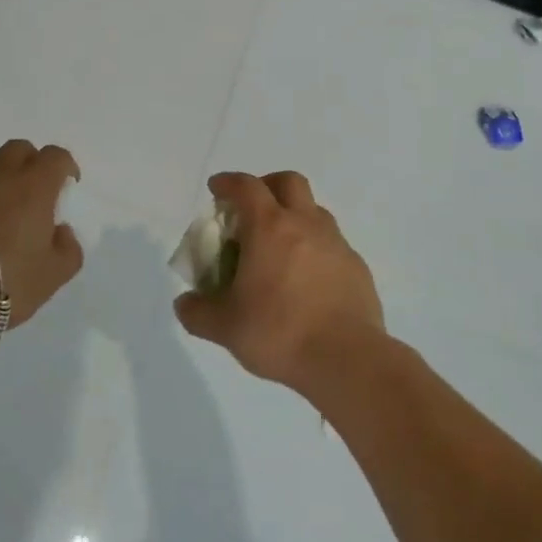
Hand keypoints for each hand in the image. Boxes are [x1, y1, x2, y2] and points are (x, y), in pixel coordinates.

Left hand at [0, 139, 83, 349]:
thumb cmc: (1, 280)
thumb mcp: (50, 277)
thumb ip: (67, 251)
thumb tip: (62, 232)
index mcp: (34, 186)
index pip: (56, 157)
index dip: (64, 167)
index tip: (67, 184)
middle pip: (19, 150)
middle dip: (29, 164)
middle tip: (30, 195)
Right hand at [173, 171, 384, 394]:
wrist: (346, 359)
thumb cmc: (279, 333)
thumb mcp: (225, 328)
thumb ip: (198, 312)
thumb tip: (184, 303)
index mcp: (269, 227)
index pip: (246, 187)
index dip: (228, 183)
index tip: (217, 189)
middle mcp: (305, 223)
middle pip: (288, 181)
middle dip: (267, 185)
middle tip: (252, 209)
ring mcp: (335, 243)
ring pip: (314, 210)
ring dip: (294, 216)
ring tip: (279, 247)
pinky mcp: (356, 266)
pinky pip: (332, 244)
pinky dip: (315, 248)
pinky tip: (307, 279)